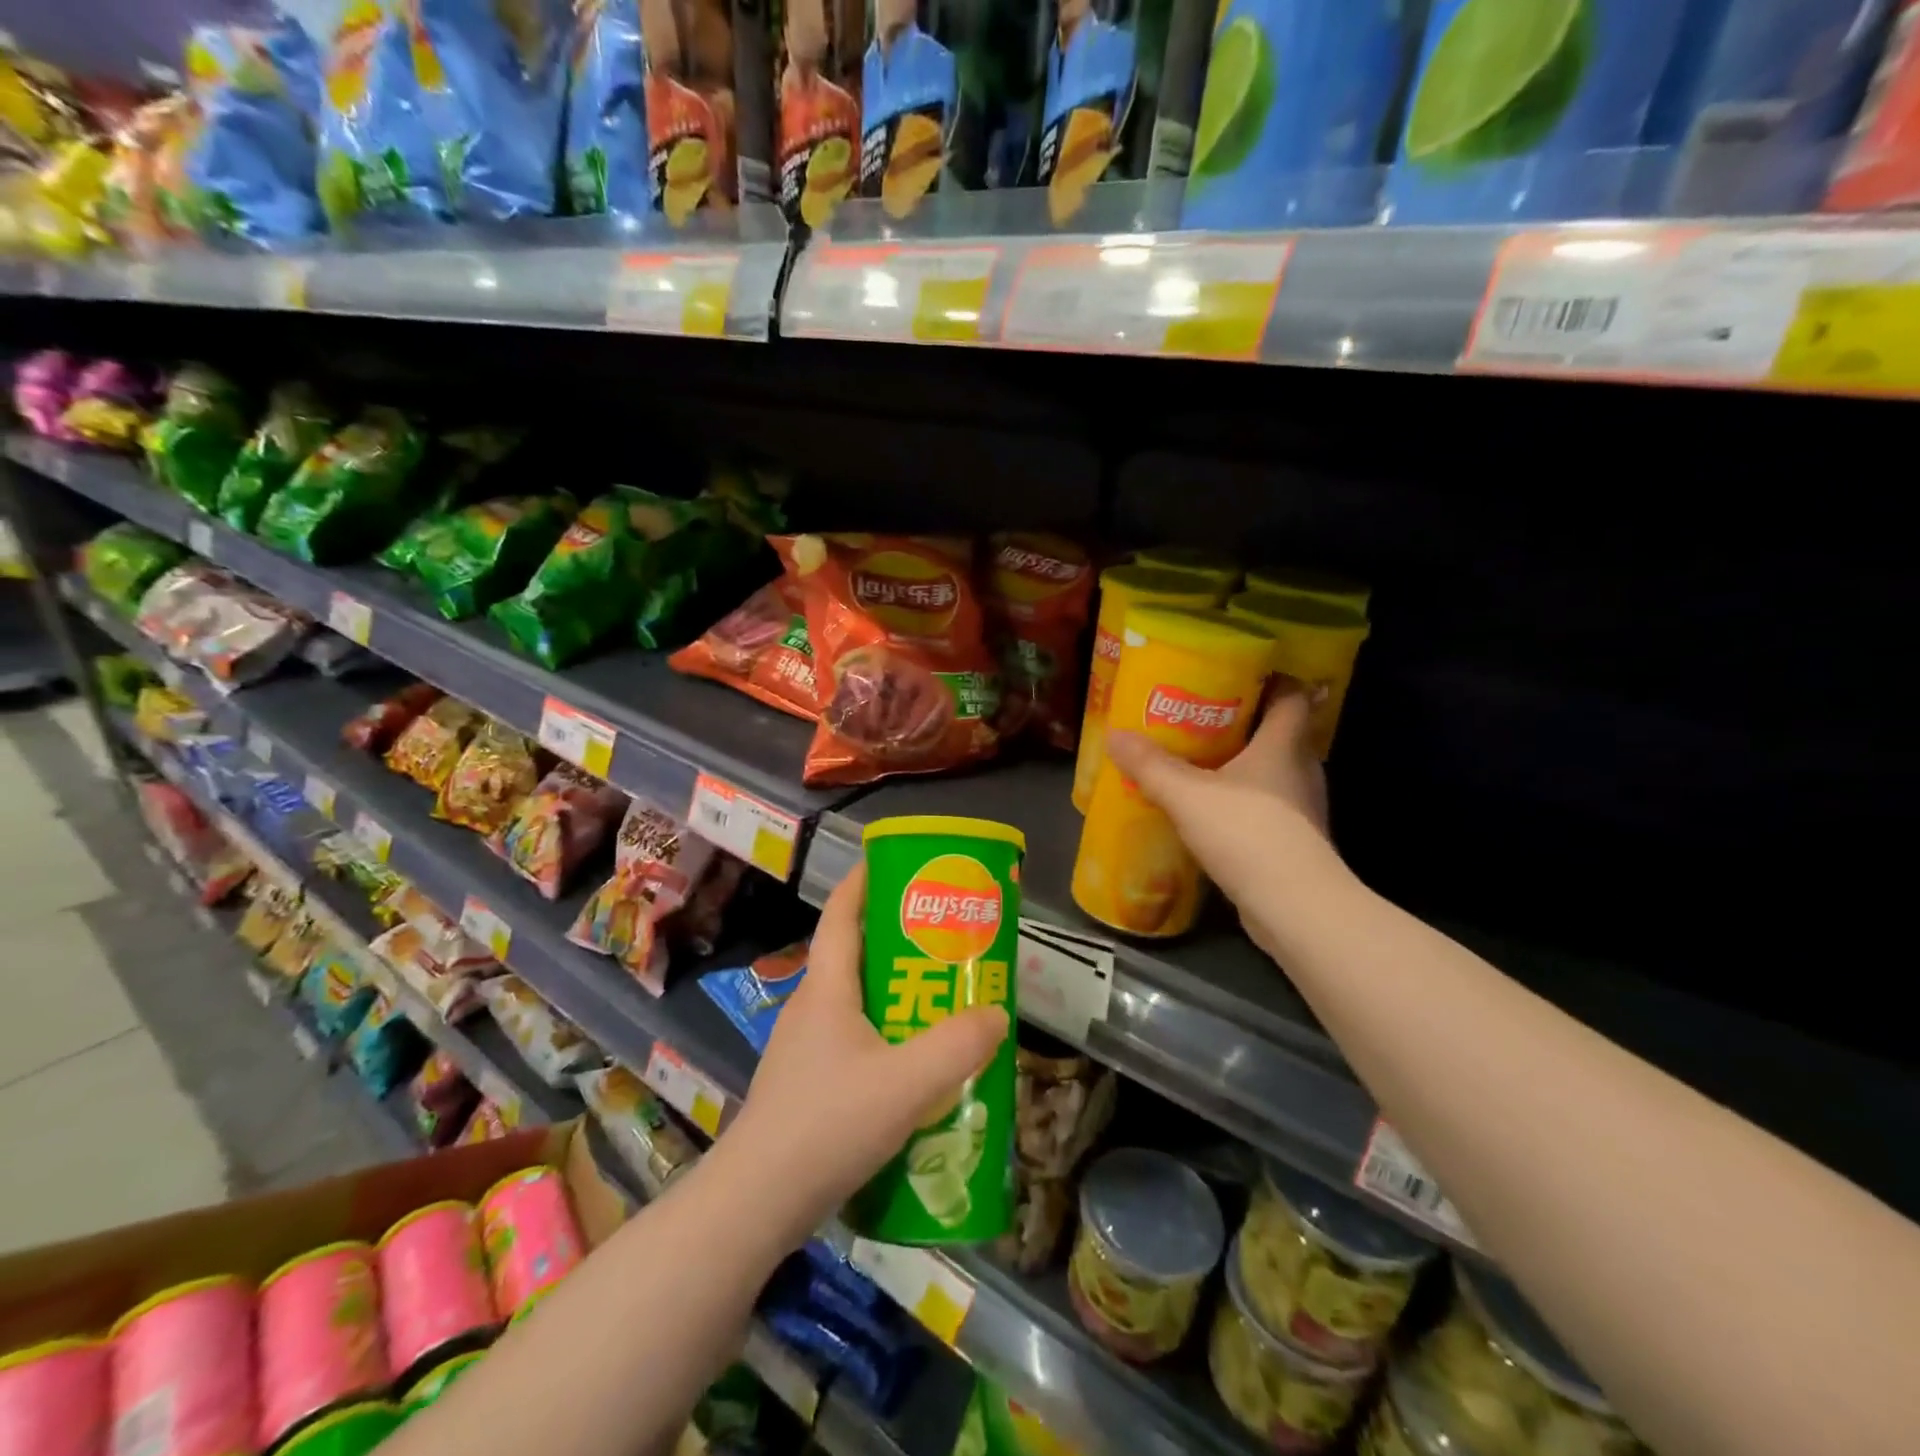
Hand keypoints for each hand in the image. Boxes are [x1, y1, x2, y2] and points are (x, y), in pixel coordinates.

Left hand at [724, 865, 1008, 1245]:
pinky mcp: (807, 1085)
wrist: (756, 1204)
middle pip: (854, 953)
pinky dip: (886, 1035)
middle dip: (897, 938)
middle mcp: (812, 1007)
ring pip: (855, 1001)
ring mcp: (805, 1048)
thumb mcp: (907, 1084)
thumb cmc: (828, 1124)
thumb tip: (995, 1014)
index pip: (841, 913)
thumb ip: (958, 1047)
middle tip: (946, 939)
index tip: (897, 863)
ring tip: (942, 999)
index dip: (864, 880)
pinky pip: (853, 1040)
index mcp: (827, 987)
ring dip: (895, 991)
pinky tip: (915, 1068)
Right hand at [1105, 680, 1330, 957]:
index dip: (1273, 680)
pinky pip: (1267, 809)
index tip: (1239, 675)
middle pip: (1280, 733)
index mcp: (1284, 745)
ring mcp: (1302, 809)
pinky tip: (1211, 814)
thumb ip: (1151, 765)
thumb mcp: (1187, 794)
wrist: (1294, 906)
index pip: (1292, 696)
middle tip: (1202, 719)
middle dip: (1245, 723)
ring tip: (1199, 765)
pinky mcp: (1295, 843)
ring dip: (1242, 767)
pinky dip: (1243, 804)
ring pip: (1273, 774)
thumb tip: (1115, 735)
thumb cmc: (1247, 832)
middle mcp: (1301, 770)